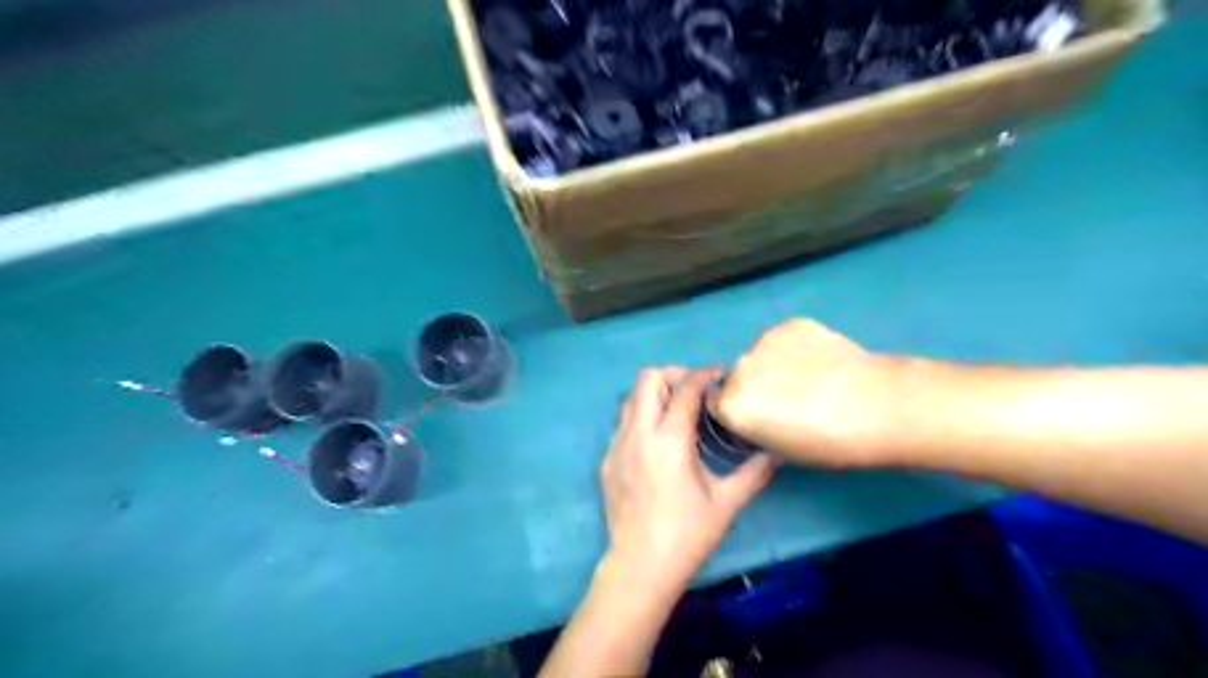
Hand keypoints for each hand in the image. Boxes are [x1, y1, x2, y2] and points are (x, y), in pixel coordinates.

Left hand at [597, 368, 777, 596]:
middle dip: (674, 375)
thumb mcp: (726, 503)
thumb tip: (777, 452)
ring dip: (655, 394)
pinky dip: (642, 417)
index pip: (685, 388)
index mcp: (669, 439)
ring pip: (631, 398)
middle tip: (696, 392)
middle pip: (648, 378)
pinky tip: (658, 442)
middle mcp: (638, 433)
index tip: (720, 377)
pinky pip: (623, 422)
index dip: (705, 375)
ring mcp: (617, 445)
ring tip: (677, 412)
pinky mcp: (607, 460)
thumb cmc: (686, 535)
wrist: (639, 567)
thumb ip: (753, 472)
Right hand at [715, 321, 904, 467]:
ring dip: (775, 366)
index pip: (718, 406)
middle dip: (755, 387)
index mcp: (731, 404)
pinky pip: (784, 340)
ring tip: (812, 379)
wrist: (879, 406)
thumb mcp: (781, 450)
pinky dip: (796, 350)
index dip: (738, 415)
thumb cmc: (829, 443)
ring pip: (761, 357)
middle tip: (789, 401)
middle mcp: (739, 368)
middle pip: (737, 378)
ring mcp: (764, 341)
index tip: (760, 421)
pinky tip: (823, 361)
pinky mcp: (791, 324)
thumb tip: (757, 416)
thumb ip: (755, 429)